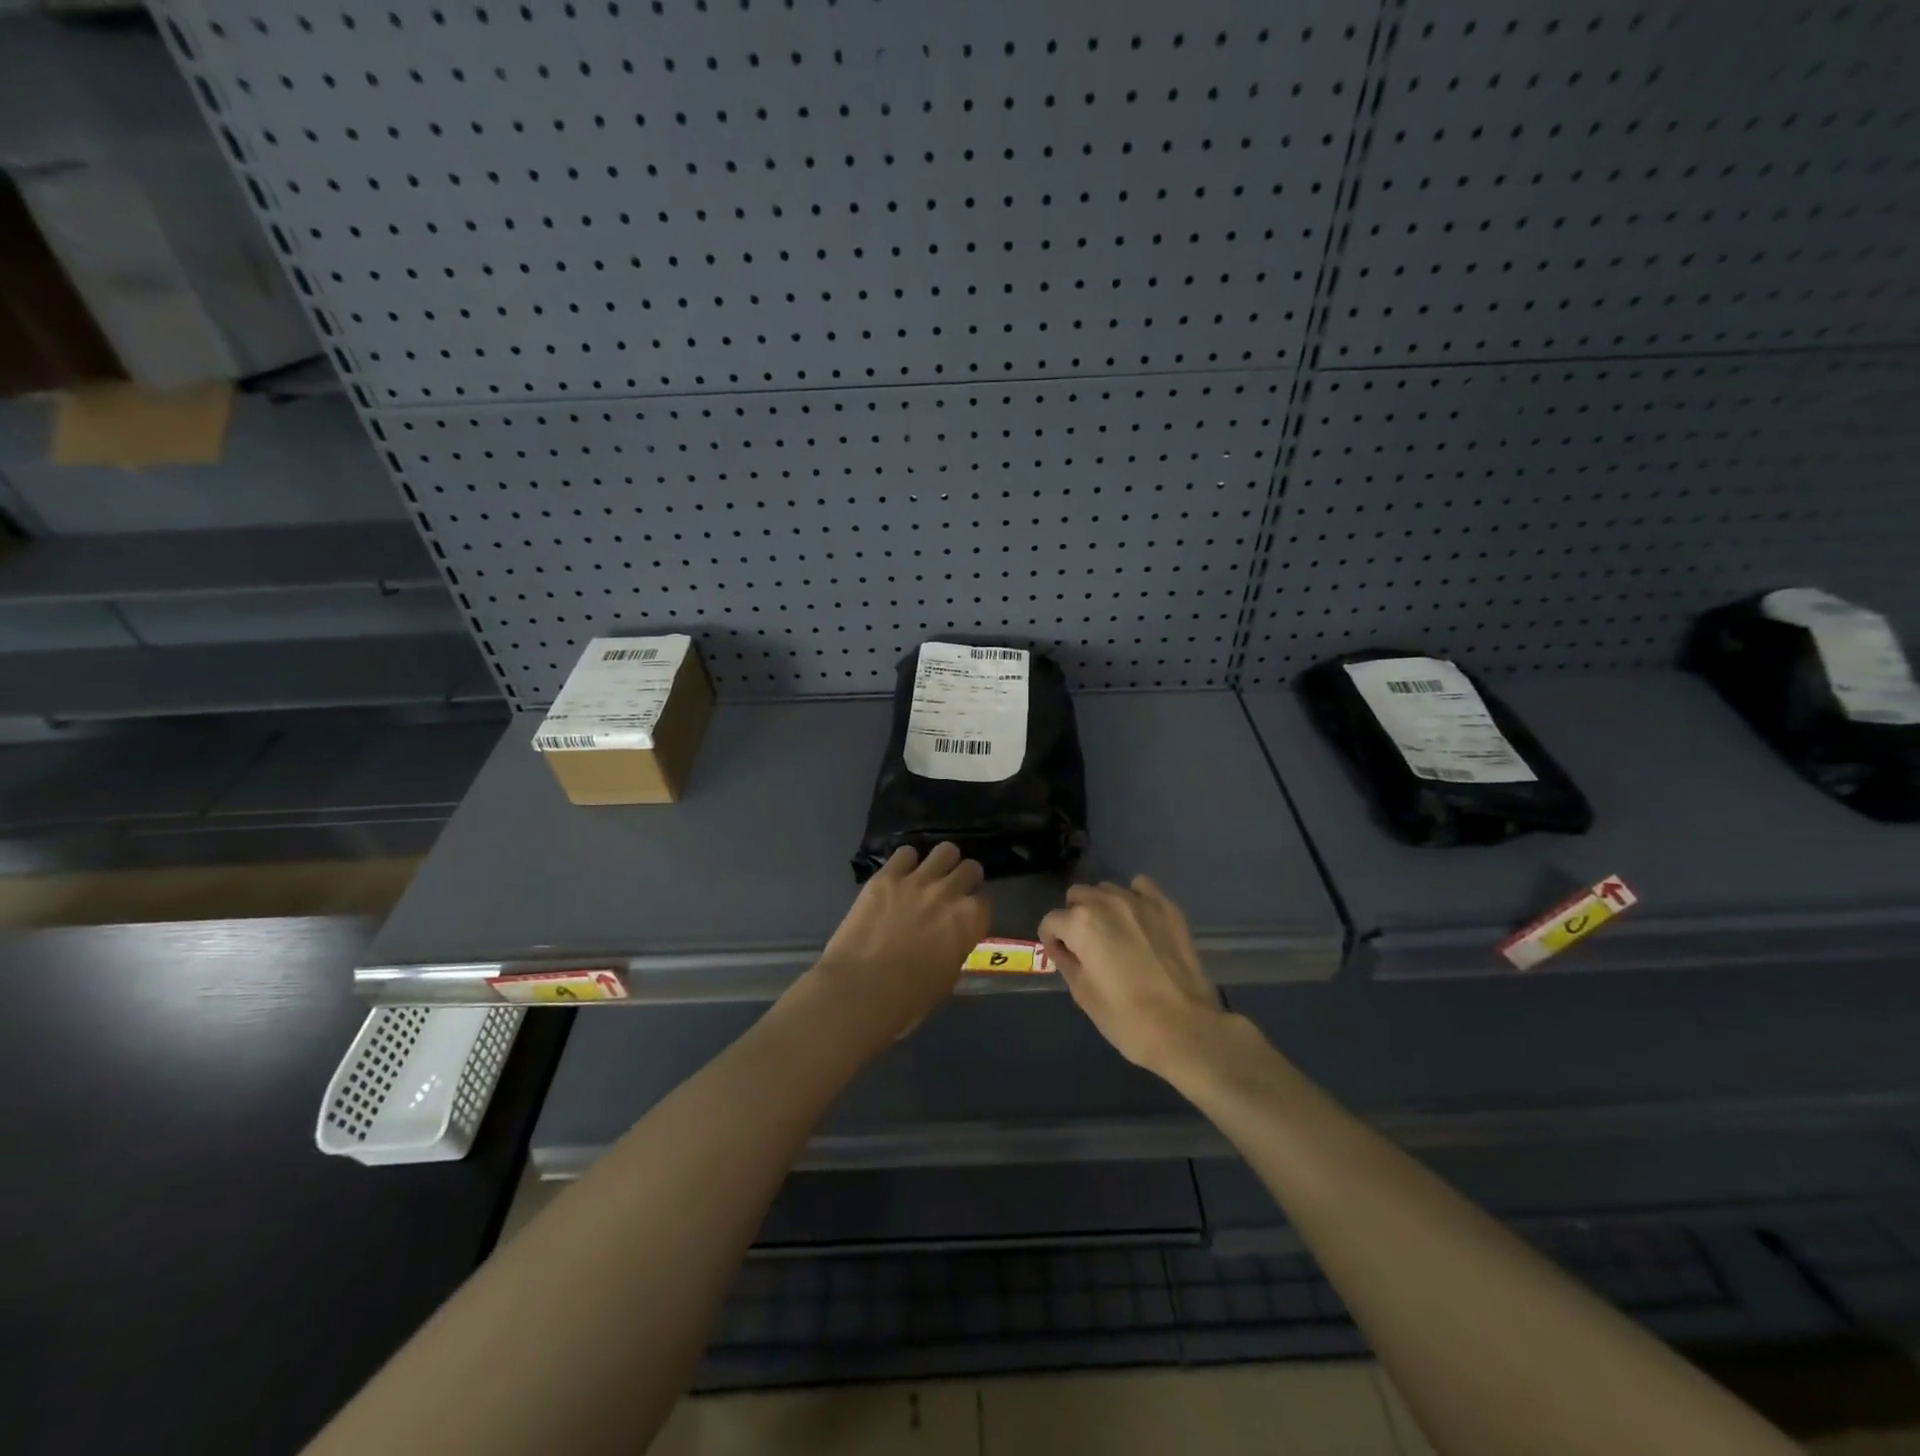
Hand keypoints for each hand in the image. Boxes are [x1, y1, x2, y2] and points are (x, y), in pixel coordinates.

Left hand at [806, 843, 988, 1044]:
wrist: (859, 991)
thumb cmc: (908, 1000)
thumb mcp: (947, 979)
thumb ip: (955, 949)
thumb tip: (950, 940)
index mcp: (969, 920)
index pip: (985, 900)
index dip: (975, 908)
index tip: (966, 915)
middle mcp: (949, 892)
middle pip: (970, 868)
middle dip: (964, 878)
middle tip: (951, 892)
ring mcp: (917, 880)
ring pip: (944, 851)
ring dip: (941, 863)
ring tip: (930, 876)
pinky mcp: (886, 876)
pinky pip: (905, 853)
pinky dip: (905, 863)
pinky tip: (899, 876)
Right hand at [1040, 876, 1227, 1078]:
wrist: (1186, 1029)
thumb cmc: (1126, 1018)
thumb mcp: (1083, 994)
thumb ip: (1065, 961)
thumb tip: (1060, 948)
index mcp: (1081, 923)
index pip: (1051, 921)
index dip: (1051, 940)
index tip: (1061, 956)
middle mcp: (1107, 902)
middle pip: (1078, 897)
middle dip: (1074, 917)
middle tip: (1086, 946)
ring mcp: (1140, 901)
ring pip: (1107, 890)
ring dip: (1102, 907)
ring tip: (1114, 934)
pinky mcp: (1167, 908)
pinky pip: (1141, 888)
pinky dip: (1134, 898)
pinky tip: (1138, 920)